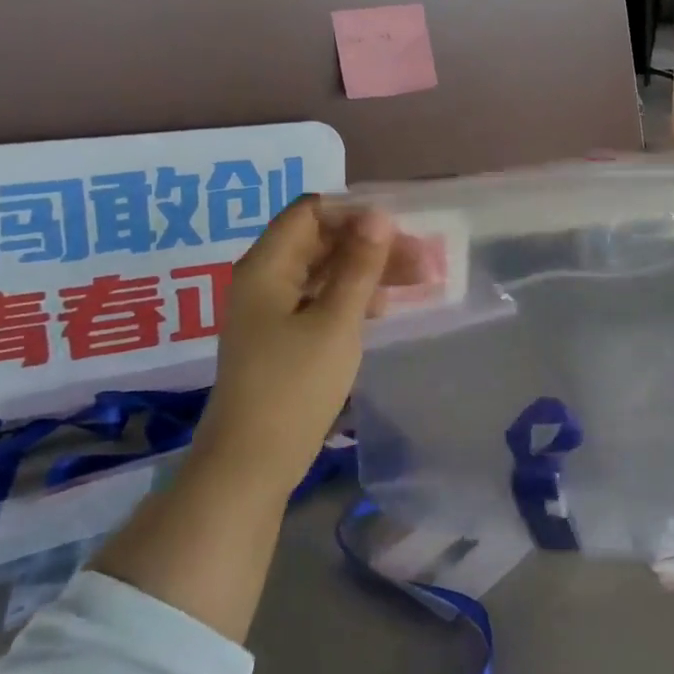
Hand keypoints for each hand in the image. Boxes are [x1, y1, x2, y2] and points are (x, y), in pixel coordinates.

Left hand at [193, 197, 409, 498]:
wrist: (252, 461)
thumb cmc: (294, 386)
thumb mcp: (336, 322)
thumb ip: (359, 266)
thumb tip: (379, 215)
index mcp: (267, 266)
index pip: (311, 212)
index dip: (355, 214)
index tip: (398, 231)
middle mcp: (265, 279)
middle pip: (320, 240)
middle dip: (370, 243)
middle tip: (421, 258)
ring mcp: (272, 310)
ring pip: (324, 271)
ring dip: (367, 270)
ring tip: (416, 280)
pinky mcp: (282, 336)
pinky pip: (321, 299)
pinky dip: (352, 296)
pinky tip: (384, 307)